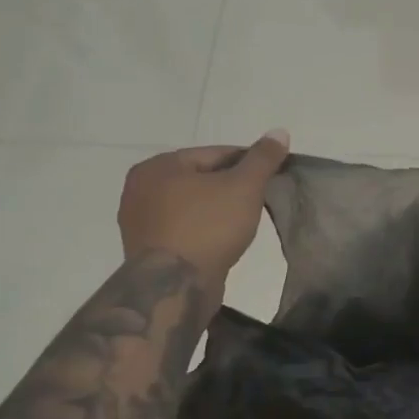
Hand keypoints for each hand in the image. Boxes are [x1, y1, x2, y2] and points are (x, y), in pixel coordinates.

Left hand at [118, 131, 291, 286]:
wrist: (176, 287)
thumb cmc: (208, 227)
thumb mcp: (244, 186)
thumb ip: (263, 158)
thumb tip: (279, 131)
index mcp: (158, 166)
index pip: (215, 154)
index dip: (248, 164)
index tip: (271, 177)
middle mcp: (139, 189)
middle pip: (201, 179)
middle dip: (230, 188)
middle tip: (259, 201)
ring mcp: (138, 222)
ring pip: (192, 206)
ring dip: (217, 211)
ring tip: (244, 223)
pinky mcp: (145, 250)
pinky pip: (183, 230)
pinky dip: (203, 230)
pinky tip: (222, 241)